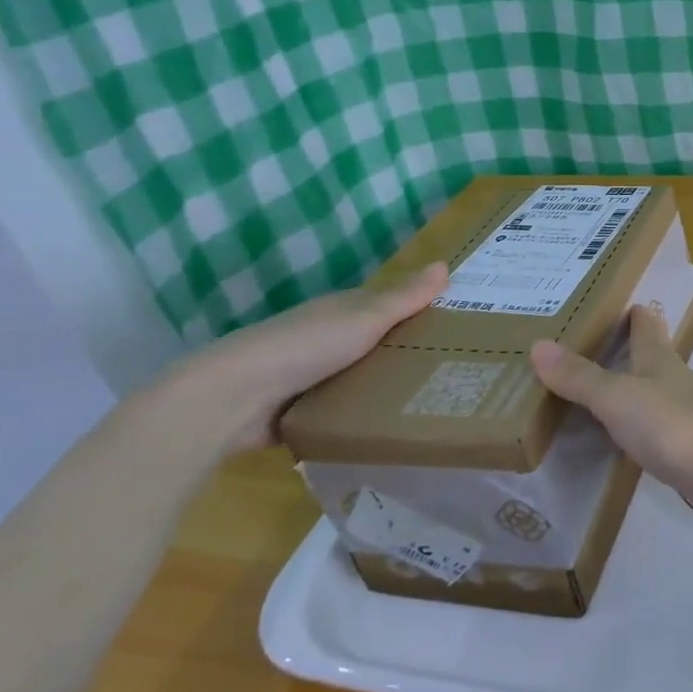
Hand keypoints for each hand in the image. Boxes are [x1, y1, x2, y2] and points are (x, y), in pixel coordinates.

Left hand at [145, 263, 449, 457]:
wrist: (233, 399)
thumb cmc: (305, 347)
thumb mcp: (364, 318)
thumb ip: (403, 298)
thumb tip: (444, 263)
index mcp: (341, 311)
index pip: (388, 305)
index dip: (420, 309)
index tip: (458, 322)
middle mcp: (326, 339)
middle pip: (377, 342)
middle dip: (408, 352)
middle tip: (459, 368)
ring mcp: (311, 377)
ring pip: (361, 377)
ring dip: (386, 386)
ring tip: (435, 402)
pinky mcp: (300, 412)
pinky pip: (343, 410)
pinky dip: (362, 415)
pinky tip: (391, 427)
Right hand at [529, 306, 692, 543]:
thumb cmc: (676, 427)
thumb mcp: (619, 398)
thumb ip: (581, 377)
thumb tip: (538, 344)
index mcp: (660, 361)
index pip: (646, 325)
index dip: (632, 312)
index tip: (611, 300)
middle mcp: (675, 383)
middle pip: (651, 359)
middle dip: (625, 350)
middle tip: (586, 346)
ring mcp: (687, 420)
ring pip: (653, 396)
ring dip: (630, 391)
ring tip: (595, 392)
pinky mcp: (692, 456)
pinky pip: (656, 434)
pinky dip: (636, 431)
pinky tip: (622, 442)